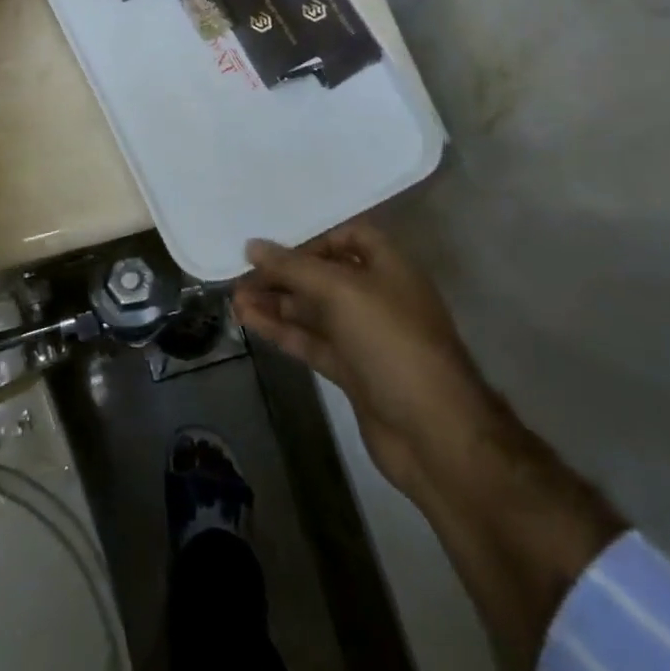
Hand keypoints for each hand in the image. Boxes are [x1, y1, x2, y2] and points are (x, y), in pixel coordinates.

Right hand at [234, 216, 488, 499]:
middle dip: (284, 274)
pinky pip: (311, 341)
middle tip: (240, 274)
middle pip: (324, 274)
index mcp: (388, 266)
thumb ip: (294, 267)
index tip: (275, 247)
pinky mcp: (352, 371)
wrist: (435, 434)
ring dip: (276, 303)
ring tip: (234, 298)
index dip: (312, 238)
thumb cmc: (392, 343)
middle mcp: (377, 296)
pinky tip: (249, 321)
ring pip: (313, 310)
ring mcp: (365, 336)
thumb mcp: (341, 291)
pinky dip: (282, 331)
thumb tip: (252, 245)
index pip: (348, 236)